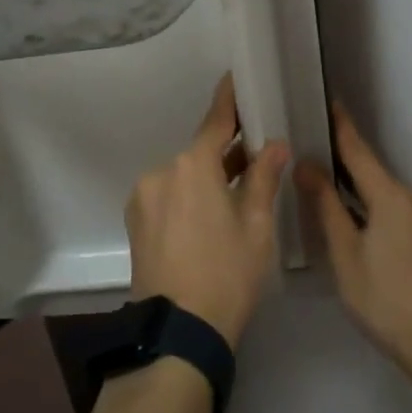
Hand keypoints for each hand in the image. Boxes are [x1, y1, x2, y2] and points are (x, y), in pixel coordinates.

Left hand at [127, 74, 289, 346]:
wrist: (178, 333)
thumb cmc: (227, 275)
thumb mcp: (256, 227)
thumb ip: (264, 179)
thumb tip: (275, 145)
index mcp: (192, 166)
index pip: (215, 122)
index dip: (228, 100)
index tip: (234, 78)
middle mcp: (161, 172)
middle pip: (199, 152)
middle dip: (226, 152)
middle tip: (257, 154)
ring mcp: (143, 197)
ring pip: (183, 175)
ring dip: (207, 178)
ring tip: (236, 195)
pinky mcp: (136, 221)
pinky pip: (168, 195)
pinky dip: (189, 196)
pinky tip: (208, 218)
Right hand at [296, 104, 411, 375]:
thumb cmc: (382, 299)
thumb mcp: (344, 253)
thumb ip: (326, 205)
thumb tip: (306, 164)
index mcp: (391, 197)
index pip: (359, 151)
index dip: (342, 126)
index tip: (329, 100)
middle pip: (374, 172)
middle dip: (347, 163)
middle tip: (316, 154)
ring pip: (388, 193)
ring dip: (362, 190)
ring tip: (333, 193)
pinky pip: (400, 210)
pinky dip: (378, 208)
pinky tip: (363, 225)